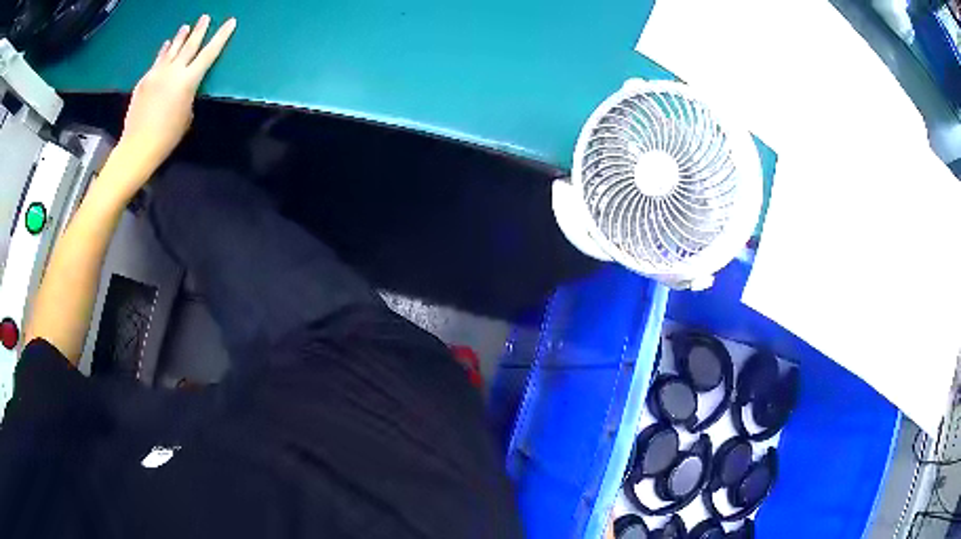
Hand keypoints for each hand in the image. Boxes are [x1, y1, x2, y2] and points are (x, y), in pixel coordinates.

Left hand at [118, 15, 236, 175]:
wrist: (138, 146)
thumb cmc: (167, 137)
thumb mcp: (187, 116)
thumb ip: (188, 95)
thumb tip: (184, 87)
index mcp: (188, 81)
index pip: (209, 53)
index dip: (221, 36)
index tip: (230, 22)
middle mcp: (173, 71)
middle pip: (190, 45)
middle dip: (200, 29)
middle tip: (205, 17)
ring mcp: (156, 74)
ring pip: (171, 49)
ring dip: (180, 37)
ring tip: (185, 27)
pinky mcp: (144, 80)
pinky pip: (157, 61)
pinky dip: (163, 52)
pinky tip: (166, 47)